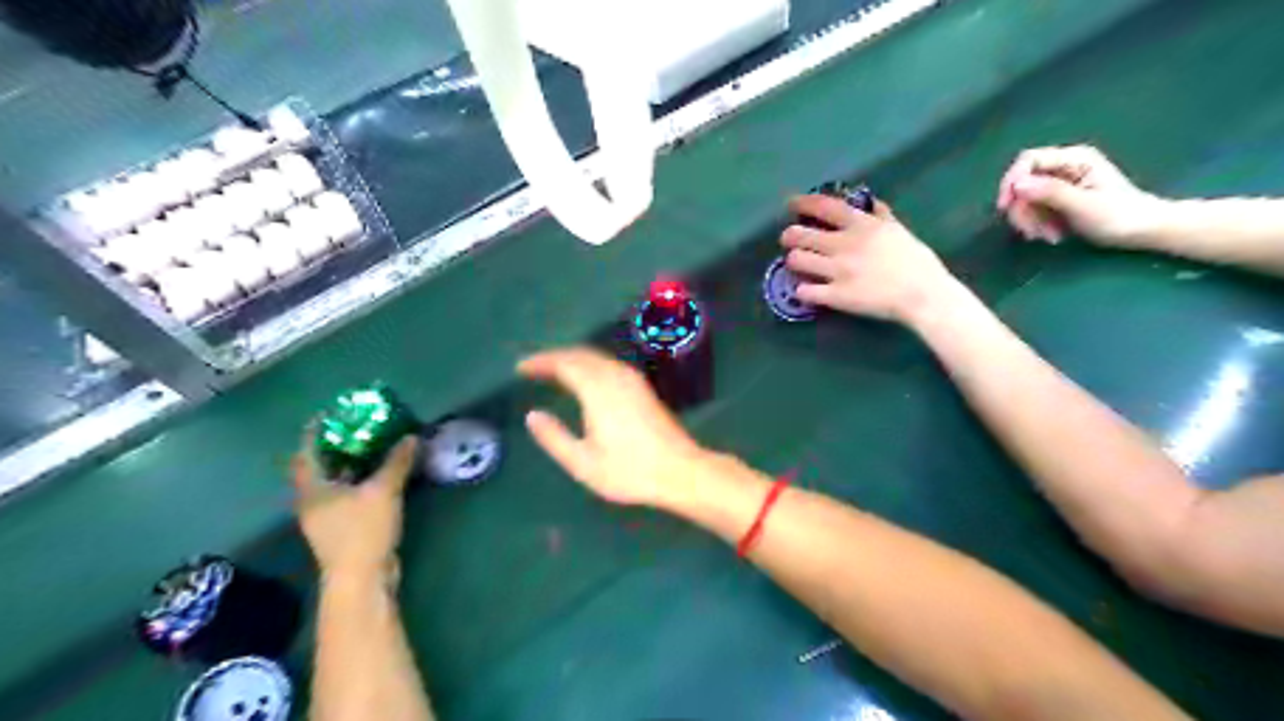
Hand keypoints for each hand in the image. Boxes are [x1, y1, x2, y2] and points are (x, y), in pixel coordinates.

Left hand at [291, 427, 415, 581]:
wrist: (362, 580)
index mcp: (312, 489)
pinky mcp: (342, 529)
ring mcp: (326, 517)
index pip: (306, 453)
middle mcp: (313, 501)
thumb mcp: (383, 491)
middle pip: (318, 467)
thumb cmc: (363, 531)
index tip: (330, 414)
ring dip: (350, 465)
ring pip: (334, 483)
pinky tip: (379, 476)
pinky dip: (359, 481)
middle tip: (358, 427)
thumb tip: (410, 437)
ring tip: (372, 446)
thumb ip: (397, 462)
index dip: (315, 432)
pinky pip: (347, 496)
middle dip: (335, 446)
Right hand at [514, 346, 706, 507]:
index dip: (540, 362)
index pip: (564, 363)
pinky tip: (585, 380)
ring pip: (596, 357)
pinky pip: (608, 364)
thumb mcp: (583, 463)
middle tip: (533, 367)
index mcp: (598, 390)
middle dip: (554, 357)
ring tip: (553, 372)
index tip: (521, 367)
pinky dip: (589, 365)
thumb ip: (554, 437)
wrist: (679, 471)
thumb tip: (532, 415)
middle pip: (580, 354)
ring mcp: (632, 380)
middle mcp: (615, 376)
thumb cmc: (629, 471)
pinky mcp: (642, 387)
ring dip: (573, 359)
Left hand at [779, 194, 955, 323]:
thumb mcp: (899, 231)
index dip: (803, 203)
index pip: (825, 207)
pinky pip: (805, 291)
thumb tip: (870, 203)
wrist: (924, 295)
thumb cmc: (917, 263)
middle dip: (789, 236)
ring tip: (796, 263)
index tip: (792, 203)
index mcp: (861, 226)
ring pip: (797, 260)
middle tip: (788, 239)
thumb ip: (881, 216)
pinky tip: (805, 290)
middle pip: (801, 235)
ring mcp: (837, 271)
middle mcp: (844, 245)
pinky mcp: (835, 296)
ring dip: (793, 261)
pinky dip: (802, 290)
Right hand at [997, 145, 1171, 243]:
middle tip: (1032, 234)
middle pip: (1023, 182)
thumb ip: (1051, 193)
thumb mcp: (1083, 206)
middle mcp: (1064, 166)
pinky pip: (1034, 209)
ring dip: (1031, 221)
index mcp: (1074, 159)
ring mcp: (1061, 182)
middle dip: (1023, 209)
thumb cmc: (1120, 217)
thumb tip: (1017, 185)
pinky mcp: (1058, 198)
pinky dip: (1037, 224)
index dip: (1012, 182)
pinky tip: (1052, 235)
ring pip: (1026, 199)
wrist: (1144, 231)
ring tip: (1049, 238)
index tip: (1005, 207)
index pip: (1029, 161)